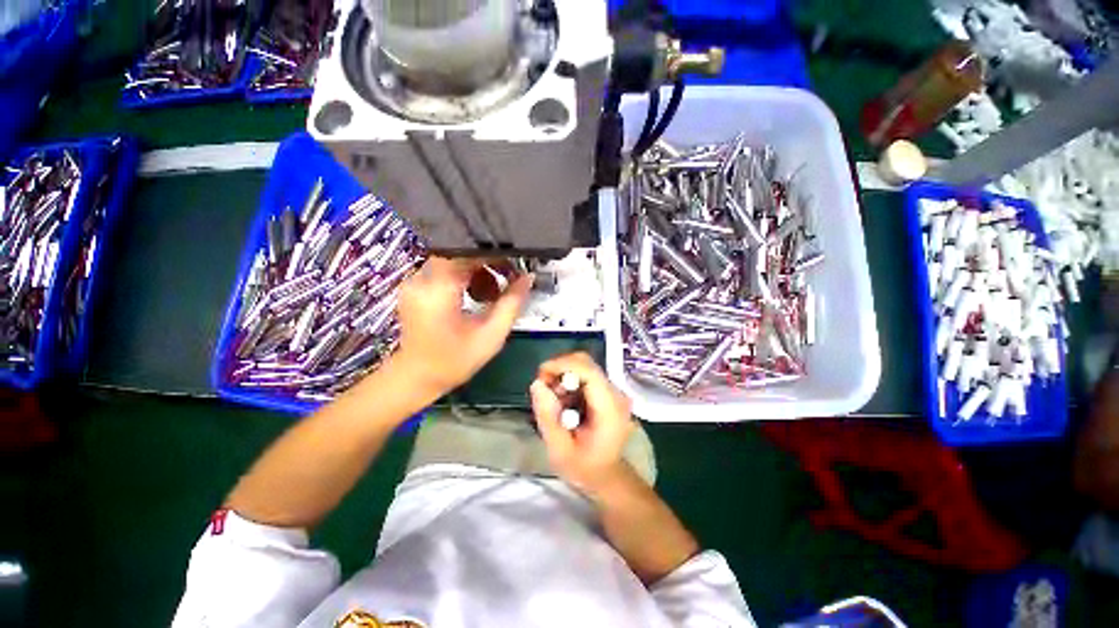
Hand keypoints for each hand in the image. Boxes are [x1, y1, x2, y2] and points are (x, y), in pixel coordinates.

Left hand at [394, 257, 531, 396]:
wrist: (416, 378)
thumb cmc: (455, 361)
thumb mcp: (492, 335)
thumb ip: (512, 303)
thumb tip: (528, 277)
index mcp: (438, 289)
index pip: (469, 251)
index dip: (496, 254)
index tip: (517, 265)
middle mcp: (422, 277)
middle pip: (463, 252)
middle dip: (490, 263)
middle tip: (509, 281)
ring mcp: (416, 280)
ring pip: (456, 259)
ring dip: (480, 272)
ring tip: (492, 296)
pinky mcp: (416, 285)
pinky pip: (447, 269)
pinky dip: (466, 277)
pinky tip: (476, 297)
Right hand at [530, 352, 634, 495]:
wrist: (607, 475)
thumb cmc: (584, 468)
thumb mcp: (559, 450)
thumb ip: (547, 417)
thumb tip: (537, 384)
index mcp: (609, 409)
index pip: (589, 372)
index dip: (564, 365)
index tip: (541, 374)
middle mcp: (616, 394)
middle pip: (587, 364)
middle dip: (560, 368)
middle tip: (543, 386)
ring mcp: (613, 391)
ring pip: (584, 366)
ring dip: (563, 374)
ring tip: (552, 398)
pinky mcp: (607, 391)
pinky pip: (585, 374)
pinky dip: (569, 380)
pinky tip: (562, 399)